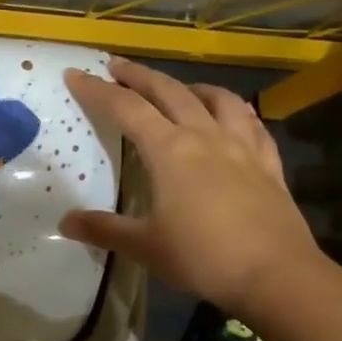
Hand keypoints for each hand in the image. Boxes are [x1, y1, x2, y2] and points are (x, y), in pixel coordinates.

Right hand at [61, 58, 324, 317]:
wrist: (276, 274)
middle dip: (138, 76)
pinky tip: (231, 116)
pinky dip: (234, 110)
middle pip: (168, 92)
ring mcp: (241, 146)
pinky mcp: (268, 162)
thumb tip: (66, 221)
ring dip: (189, 86)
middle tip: (117, 66)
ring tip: (177, 87)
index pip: (125, 109)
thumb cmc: (202, 257)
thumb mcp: (144, 246)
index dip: (97, 90)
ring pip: (215, 98)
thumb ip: (104, 229)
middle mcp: (204, 136)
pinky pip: (250, 122)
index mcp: (169, 150)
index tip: (76, 74)